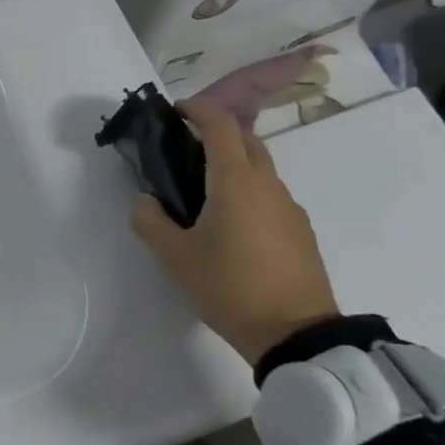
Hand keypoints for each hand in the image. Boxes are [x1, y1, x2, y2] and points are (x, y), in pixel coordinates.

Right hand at [130, 100, 338, 366]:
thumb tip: (144, 201)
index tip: (174, 111)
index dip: (197, 109)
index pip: (220, 124)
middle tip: (183, 151)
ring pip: (260, 168)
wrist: (297, 336)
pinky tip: (232, 225)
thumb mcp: (175, 257)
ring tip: (203, 193)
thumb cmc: (230, 287)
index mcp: (235, 181)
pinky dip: (248, 191)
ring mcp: (289, 207)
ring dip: (232, 164)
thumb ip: (150, 222)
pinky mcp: (300, 231)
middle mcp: (266, 184)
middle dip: (215, 133)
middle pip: (244, 140)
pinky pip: (270, 195)